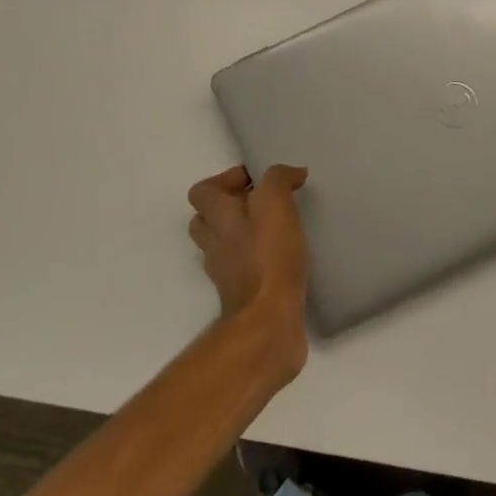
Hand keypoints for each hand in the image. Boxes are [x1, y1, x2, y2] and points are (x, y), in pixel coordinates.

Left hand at [187, 165, 311, 375]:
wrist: (269, 322)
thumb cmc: (269, 257)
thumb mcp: (276, 204)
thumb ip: (279, 180)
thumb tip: (293, 173)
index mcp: (218, 219)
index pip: (202, 192)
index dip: (225, 180)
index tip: (257, 181)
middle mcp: (215, 245)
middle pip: (207, 220)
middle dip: (231, 208)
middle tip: (263, 203)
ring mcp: (227, 274)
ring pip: (225, 246)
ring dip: (243, 235)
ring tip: (276, 228)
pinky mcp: (244, 296)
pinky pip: (244, 270)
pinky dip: (258, 261)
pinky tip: (285, 257)